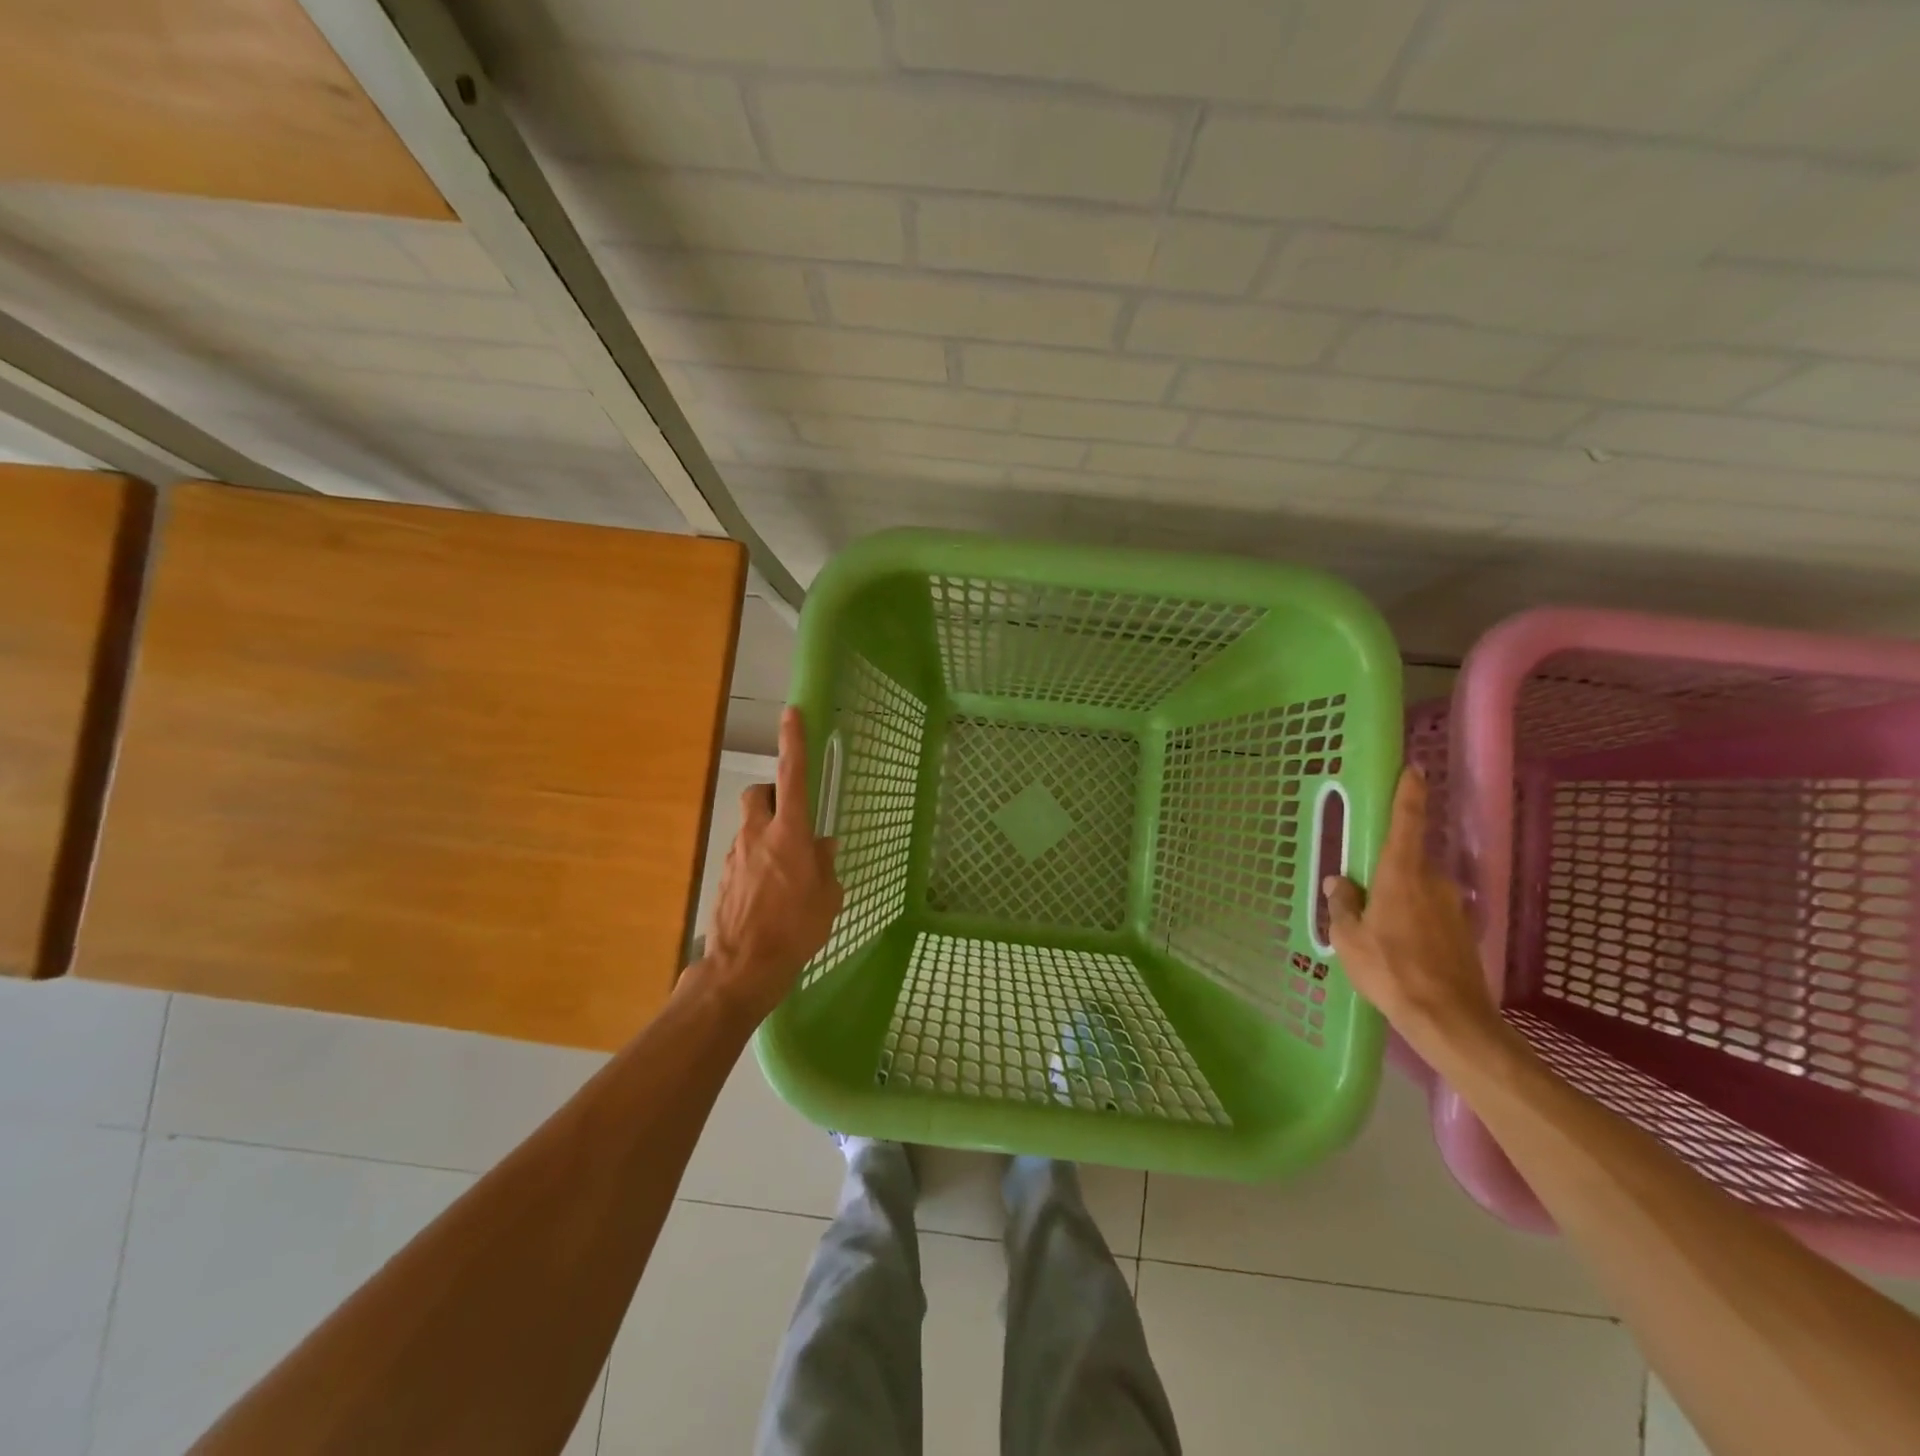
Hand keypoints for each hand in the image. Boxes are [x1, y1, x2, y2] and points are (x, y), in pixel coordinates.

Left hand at [698, 707, 843, 1024]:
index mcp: (789, 833)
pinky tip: (769, 893)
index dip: (793, 742)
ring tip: (787, 870)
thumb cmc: (796, 929)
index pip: (793, 776)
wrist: (742, 968)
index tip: (792, 713)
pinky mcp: (722, 877)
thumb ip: (825, 866)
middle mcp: (757, 835)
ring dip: (767, 834)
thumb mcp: (827, 897)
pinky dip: (756, 862)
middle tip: (792, 818)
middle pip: (759, 794)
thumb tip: (823, 846)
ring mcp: (735, 855)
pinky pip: (743, 855)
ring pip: (750, 826)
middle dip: (773, 795)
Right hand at [1323, 766, 1500, 1058]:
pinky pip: (1428, 910)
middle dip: (1385, 867)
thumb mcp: (1349, 938)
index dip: (1410, 792)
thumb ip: (1343, 904)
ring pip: (1418, 887)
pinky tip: (1397, 946)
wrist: (1450, 1019)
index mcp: (1402, 874)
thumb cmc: (1390, 970)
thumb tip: (1340, 881)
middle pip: (1407, 859)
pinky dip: (1411, 917)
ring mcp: (1452, 906)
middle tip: (1362, 891)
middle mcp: (1433, 881)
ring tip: (1376, 927)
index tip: (1414, 768)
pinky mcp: (1462, 930)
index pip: (1408, 821)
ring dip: (1398, 896)